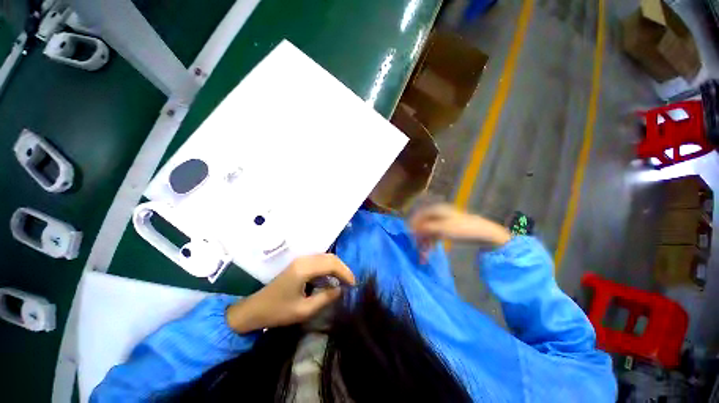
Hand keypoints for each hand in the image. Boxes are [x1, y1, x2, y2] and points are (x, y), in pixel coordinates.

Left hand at [226, 254, 355, 333]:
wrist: (254, 309)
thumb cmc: (278, 311)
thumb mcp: (304, 310)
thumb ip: (325, 298)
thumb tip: (341, 290)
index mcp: (304, 269)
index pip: (331, 264)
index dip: (345, 273)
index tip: (353, 285)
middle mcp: (304, 259)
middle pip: (330, 257)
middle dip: (343, 269)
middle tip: (351, 283)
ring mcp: (301, 260)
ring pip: (326, 257)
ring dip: (337, 267)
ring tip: (344, 281)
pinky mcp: (299, 263)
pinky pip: (319, 261)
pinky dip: (329, 268)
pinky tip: (331, 278)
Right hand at [410, 204, 511, 258]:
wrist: (483, 233)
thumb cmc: (462, 228)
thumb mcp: (442, 228)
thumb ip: (425, 228)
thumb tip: (411, 229)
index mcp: (435, 210)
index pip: (418, 216)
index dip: (412, 226)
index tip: (408, 237)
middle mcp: (436, 214)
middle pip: (422, 225)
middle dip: (419, 238)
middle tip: (416, 249)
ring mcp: (441, 222)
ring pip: (428, 232)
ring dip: (424, 243)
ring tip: (423, 256)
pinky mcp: (446, 229)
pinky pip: (434, 235)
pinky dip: (431, 243)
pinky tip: (428, 252)